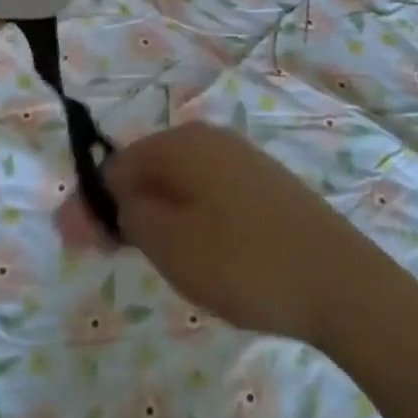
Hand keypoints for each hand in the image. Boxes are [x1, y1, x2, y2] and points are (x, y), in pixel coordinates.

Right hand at [54, 123, 382, 346]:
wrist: (338, 279)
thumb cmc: (243, 260)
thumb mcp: (170, 244)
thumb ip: (125, 218)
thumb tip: (93, 202)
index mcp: (182, 143)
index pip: (118, 164)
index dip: (93, 204)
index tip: (79, 248)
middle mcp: (209, 138)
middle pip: (148, 168)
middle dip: (122, 209)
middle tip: (111, 258)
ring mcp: (240, 158)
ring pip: (178, 182)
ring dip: (154, 215)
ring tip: (153, 260)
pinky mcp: (263, 183)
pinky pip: (207, 192)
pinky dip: (188, 216)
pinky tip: (196, 251)